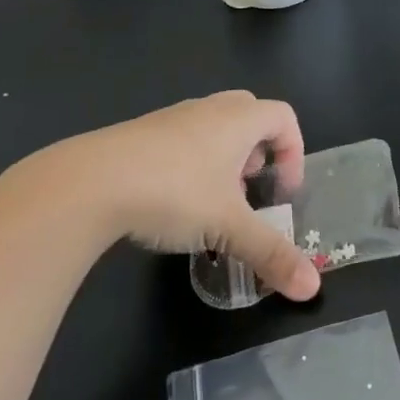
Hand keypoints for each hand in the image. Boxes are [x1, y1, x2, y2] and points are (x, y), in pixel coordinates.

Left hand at [14, 91, 318, 299]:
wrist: (87, 183)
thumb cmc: (173, 192)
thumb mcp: (228, 227)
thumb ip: (271, 254)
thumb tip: (312, 289)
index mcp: (237, 120)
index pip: (283, 116)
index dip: (294, 151)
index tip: (283, 191)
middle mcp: (207, 109)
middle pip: (250, 114)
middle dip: (259, 151)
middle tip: (250, 188)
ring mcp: (170, 119)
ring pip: (212, 127)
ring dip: (224, 159)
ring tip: (212, 202)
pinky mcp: (138, 135)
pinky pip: (181, 140)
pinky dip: (190, 164)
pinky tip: (172, 203)